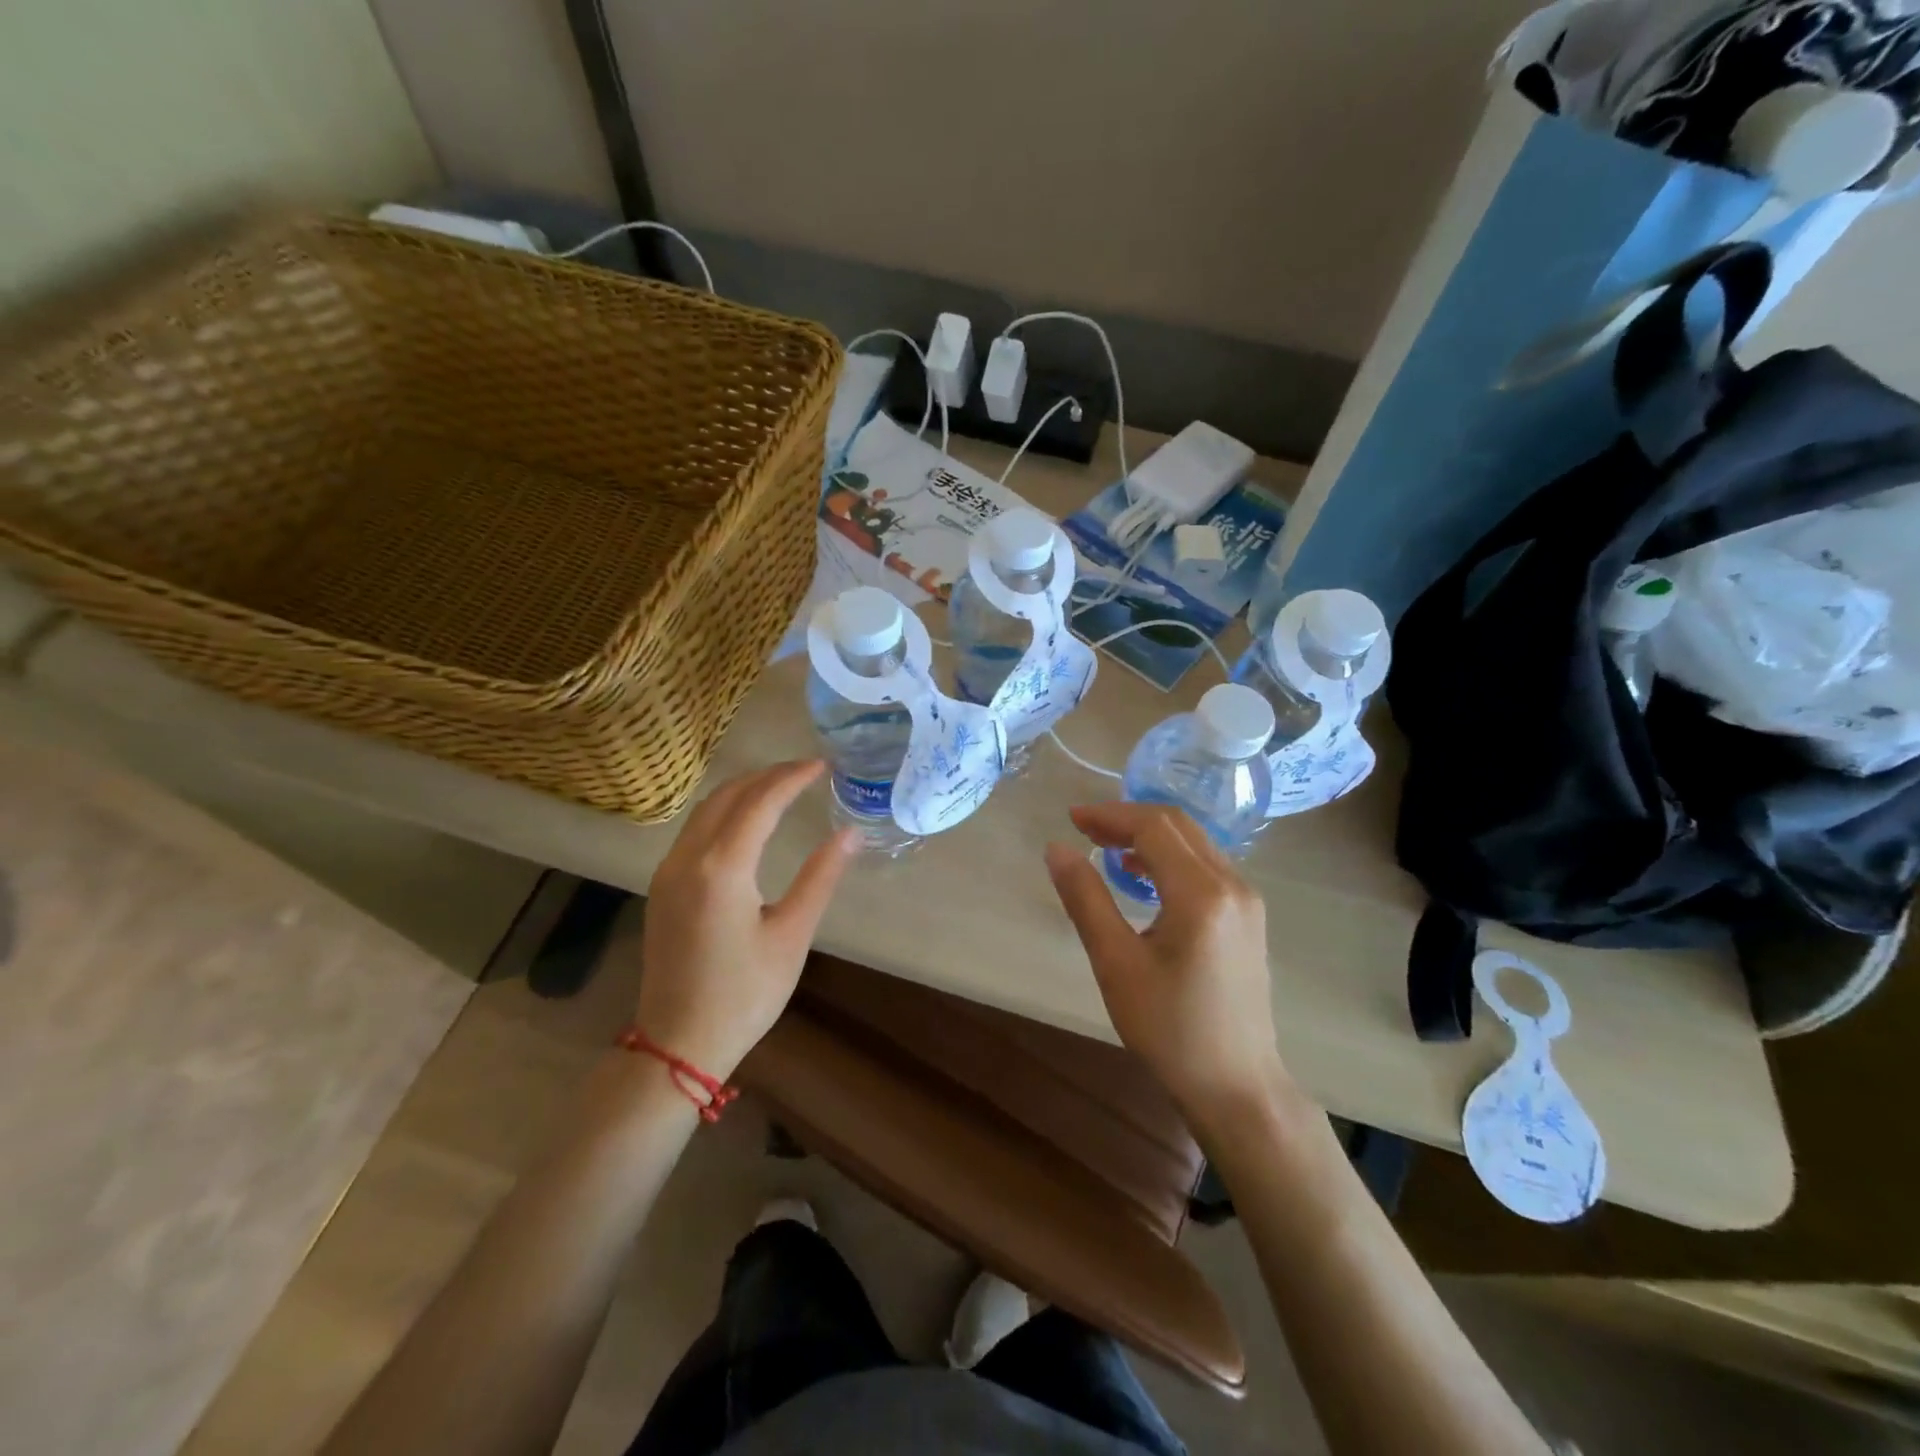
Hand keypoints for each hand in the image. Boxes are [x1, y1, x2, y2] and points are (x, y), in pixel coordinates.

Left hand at [637, 761, 855, 1078]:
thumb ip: (820, 878)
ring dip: (743, 790)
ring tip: (781, 787)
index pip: (760, 802)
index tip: (822, 765)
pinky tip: (746, 821)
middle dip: (767, 776)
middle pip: (728, 796)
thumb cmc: (744, 994)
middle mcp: (687, 859)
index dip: (792, 778)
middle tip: (805, 771)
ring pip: (705, 810)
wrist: (677, 1043)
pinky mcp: (662, 887)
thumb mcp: (792, 936)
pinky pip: (694, 830)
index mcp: (721, 868)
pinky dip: (724, 812)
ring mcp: (668, 872)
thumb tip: (851, 835)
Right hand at [1045, 803, 1287, 1125]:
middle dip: (1127, 818)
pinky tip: (1142, 873)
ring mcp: (1246, 899)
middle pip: (1177, 826)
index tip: (1071, 819)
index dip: (1110, 816)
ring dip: (1149, 834)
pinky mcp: (1248, 915)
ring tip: (1105, 845)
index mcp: (1201, 894)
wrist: (1237, 1086)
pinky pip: (1205, 864)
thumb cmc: (1170, 1029)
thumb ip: (1086, 899)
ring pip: (1194, 841)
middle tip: (1083, 827)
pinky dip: (1170, 855)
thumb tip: (1056, 848)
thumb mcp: (1116, 964)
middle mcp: (1232, 884)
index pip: (1153, 827)